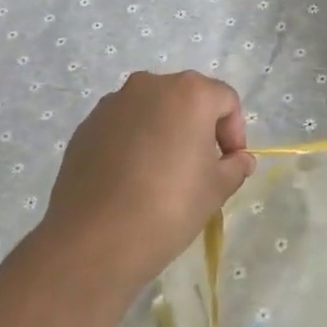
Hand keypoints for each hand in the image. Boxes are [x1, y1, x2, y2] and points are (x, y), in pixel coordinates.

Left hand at [36, 71, 255, 293]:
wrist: (94, 241)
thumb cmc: (169, 206)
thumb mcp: (217, 189)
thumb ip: (235, 166)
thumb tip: (239, 160)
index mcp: (190, 92)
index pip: (226, 101)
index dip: (234, 132)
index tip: (229, 164)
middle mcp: (151, 85)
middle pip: (188, 98)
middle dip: (199, 127)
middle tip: (200, 167)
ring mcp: (113, 103)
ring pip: (152, 110)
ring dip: (164, 132)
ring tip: (162, 173)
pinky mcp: (87, 126)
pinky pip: (123, 126)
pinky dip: (134, 142)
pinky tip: (131, 179)